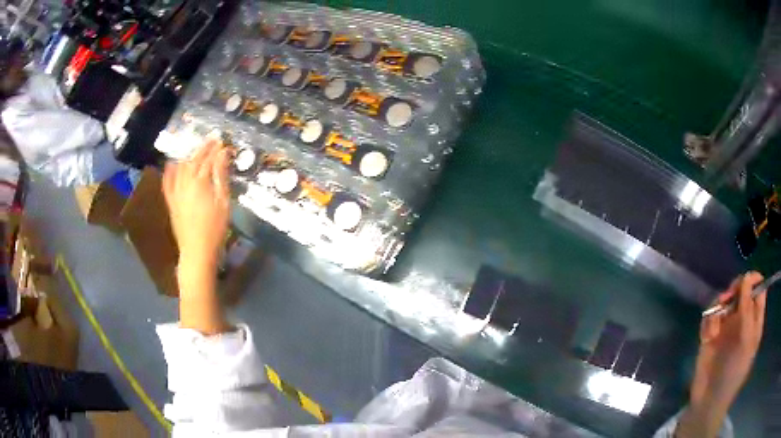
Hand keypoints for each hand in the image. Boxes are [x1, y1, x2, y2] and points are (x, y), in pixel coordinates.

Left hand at [162, 136, 230, 264]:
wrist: (197, 252)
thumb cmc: (215, 229)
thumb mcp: (223, 202)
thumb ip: (221, 176)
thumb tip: (223, 154)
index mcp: (200, 182)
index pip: (208, 159)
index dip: (216, 149)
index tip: (223, 141)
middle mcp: (185, 183)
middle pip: (194, 160)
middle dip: (203, 149)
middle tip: (212, 140)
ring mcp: (176, 192)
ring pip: (180, 168)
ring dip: (189, 156)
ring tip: (197, 151)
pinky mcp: (171, 202)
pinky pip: (167, 182)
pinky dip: (169, 171)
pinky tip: (171, 164)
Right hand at [677, 272, 765, 436]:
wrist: (708, 401)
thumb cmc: (733, 373)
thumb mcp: (745, 342)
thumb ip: (747, 310)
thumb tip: (746, 278)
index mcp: (754, 321)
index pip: (758, 290)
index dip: (752, 281)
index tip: (743, 282)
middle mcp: (742, 319)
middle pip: (741, 290)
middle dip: (733, 291)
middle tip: (726, 299)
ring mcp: (726, 327)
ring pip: (724, 301)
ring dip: (718, 308)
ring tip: (714, 327)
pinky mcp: (710, 335)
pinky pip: (709, 317)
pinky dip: (708, 322)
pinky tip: (707, 336)